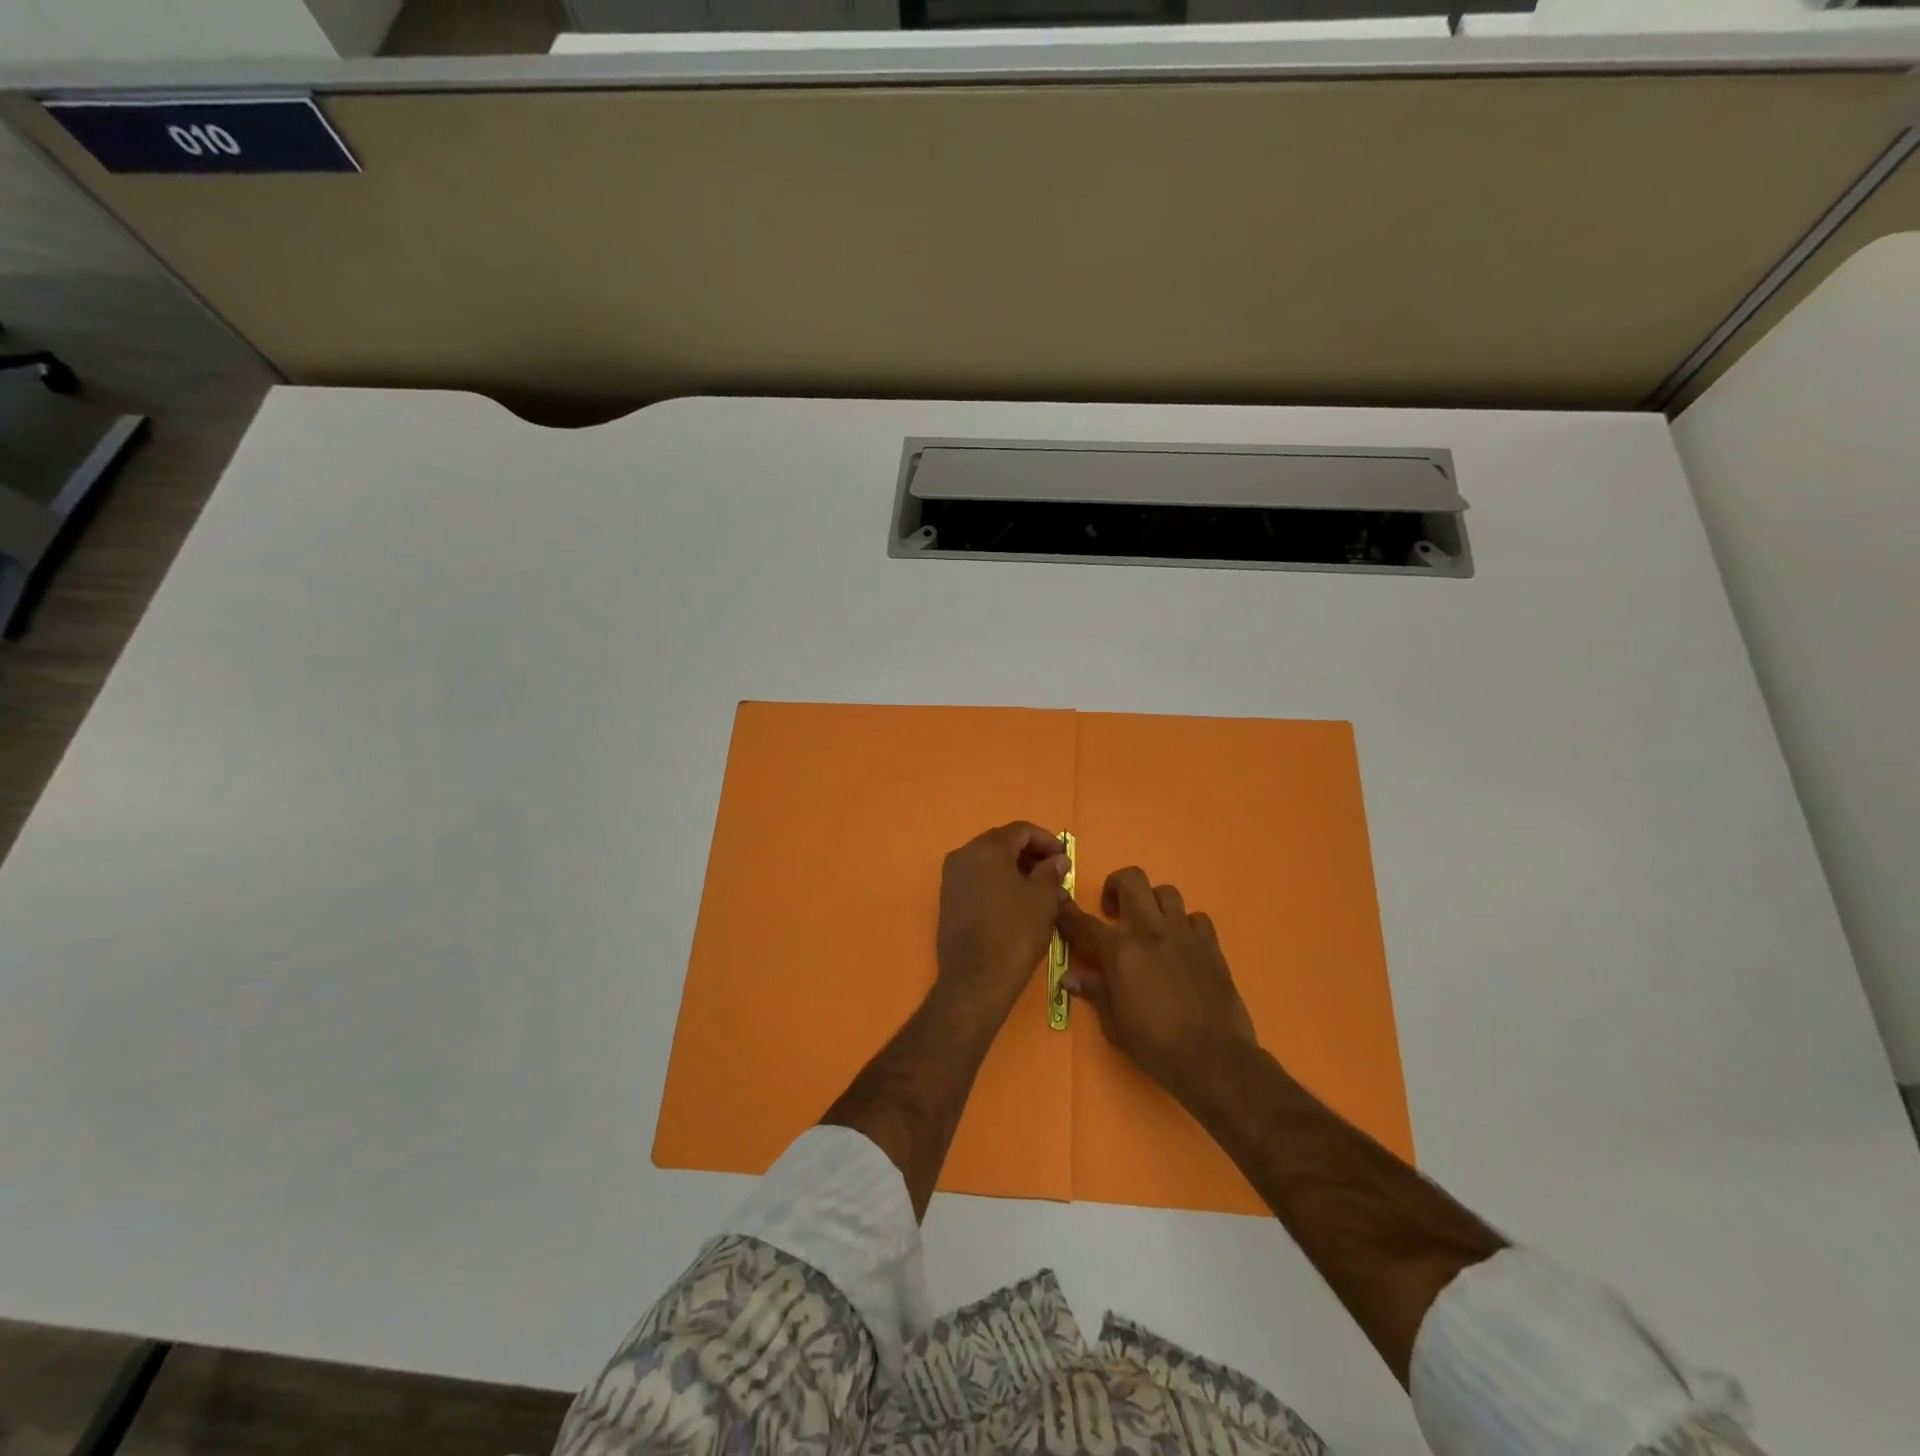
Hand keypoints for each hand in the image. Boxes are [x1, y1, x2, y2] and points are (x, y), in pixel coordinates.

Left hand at [934, 822, 1070, 1023]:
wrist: (975, 980)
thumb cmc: (1014, 934)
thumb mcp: (1043, 900)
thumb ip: (1051, 872)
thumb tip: (1056, 860)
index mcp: (986, 849)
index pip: (1020, 830)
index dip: (1046, 840)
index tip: (1064, 859)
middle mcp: (963, 855)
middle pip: (1002, 842)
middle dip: (1030, 853)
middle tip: (1054, 872)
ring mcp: (951, 878)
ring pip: (988, 861)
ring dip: (1014, 868)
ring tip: (1039, 888)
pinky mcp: (948, 899)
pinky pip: (977, 878)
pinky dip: (998, 881)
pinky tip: (1016, 901)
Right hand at [1055, 867, 1257, 1109]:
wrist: (1215, 1059)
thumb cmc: (1157, 1046)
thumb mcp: (1115, 1025)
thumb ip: (1095, 992)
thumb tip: (1071, 977)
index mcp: (1120, 951)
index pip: (1083, 922)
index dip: (1066, 909)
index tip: (1058, 899)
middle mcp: (1150, 931)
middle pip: (1132, 879)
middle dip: (1116, 886)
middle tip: (1113, 913)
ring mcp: (1184, 934)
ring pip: (1166, 892)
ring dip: (1152, 903)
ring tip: (1149, 927)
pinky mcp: (1211, 945)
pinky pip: (1196, 918)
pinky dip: (1185, 925)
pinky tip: (1182, 945)